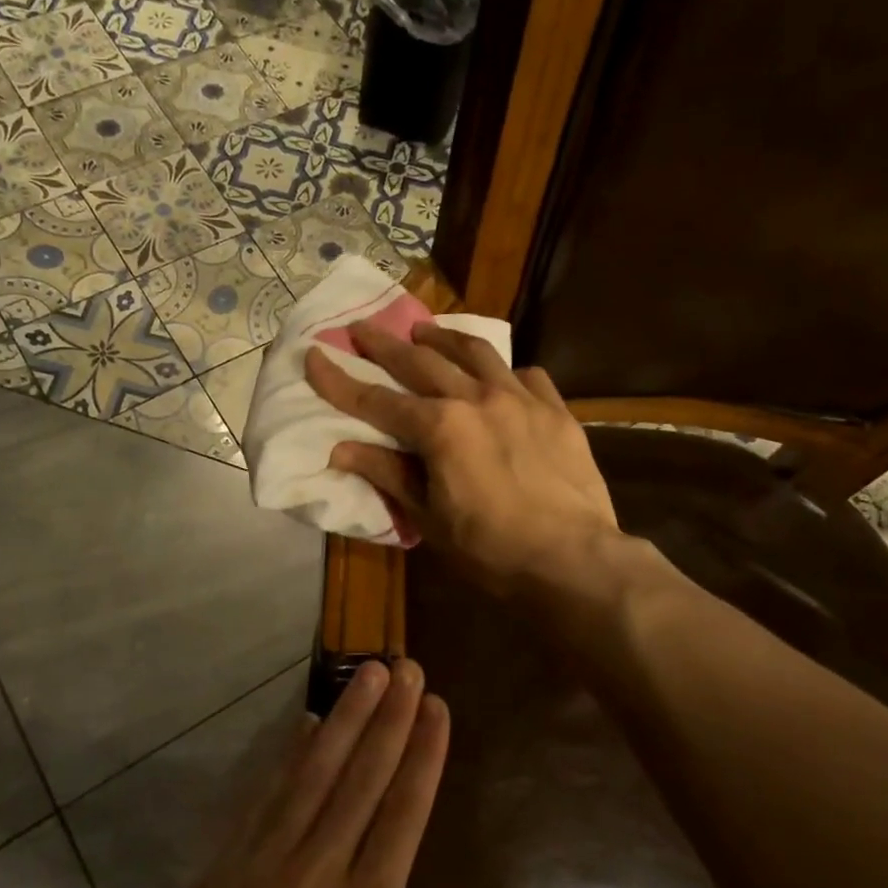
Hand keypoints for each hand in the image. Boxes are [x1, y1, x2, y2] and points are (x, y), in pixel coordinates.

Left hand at [70, 659, 477, 887]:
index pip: (402, 814)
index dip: (422, 754)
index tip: (436, 706)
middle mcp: (314, 877)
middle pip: (360, 779)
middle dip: (388, 718)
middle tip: (406, 666)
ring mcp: (261, 869)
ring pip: (311, 776)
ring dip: (343, 720)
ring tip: (366, 674)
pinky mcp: (222, 875)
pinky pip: (262, 801)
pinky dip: (287, 758)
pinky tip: (305, 726)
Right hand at [306, 321, 619, 593]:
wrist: (573, 560)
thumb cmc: (490, 549)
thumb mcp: (429, 518)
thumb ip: (388, 474)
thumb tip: (340, 449)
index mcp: (440, 428)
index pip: (376, 400)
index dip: (339, 380)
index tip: (314, 355)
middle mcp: (477, 399)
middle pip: (421, 361)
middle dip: (385, 344)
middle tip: (362, 327)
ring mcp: (521, 399)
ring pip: (476, 353)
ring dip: (444, 337)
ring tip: (424, 329)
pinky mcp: (556, 411)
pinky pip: (527, 376)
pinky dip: (504, 372)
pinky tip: (500, 377)